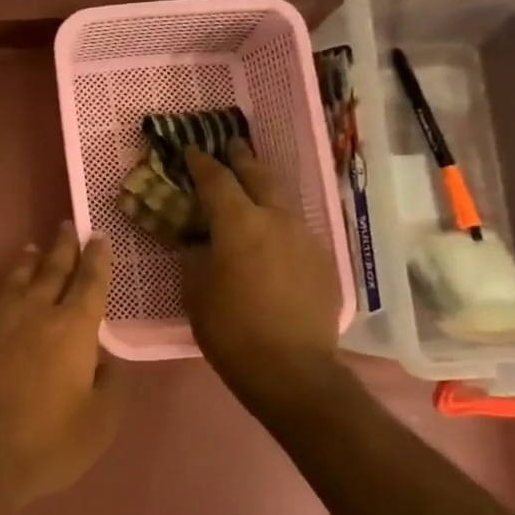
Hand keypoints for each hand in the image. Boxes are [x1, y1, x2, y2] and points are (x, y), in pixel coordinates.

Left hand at [0, 222, 127, 513]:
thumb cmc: (45, 442)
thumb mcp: (98, 424)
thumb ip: (110, 385)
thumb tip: (106, 359)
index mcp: (73, 329)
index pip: (91, 282)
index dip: (98, 257)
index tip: (99, 235)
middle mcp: (34, 311)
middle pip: (53, 270)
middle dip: (64, 247)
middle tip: (68, 226)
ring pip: (15, 279)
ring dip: (27, 262)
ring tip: (33, 248)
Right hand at [181, 145, 343, 407]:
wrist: (292, 369)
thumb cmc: (229, 328)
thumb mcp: (195, 290)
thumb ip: (195, 255)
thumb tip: (200, 241)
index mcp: (239, 223)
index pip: (216, 180)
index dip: (201, 163)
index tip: (190, 150)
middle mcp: (277, 219)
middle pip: (259, 176)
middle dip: (242, 158)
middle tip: (231, 145)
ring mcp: (306, 238)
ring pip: (283, 202)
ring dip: (264, 190)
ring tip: (252, 188)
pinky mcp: (324, 261)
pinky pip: (297, 230)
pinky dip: (279, 224)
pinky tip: (272, 238)